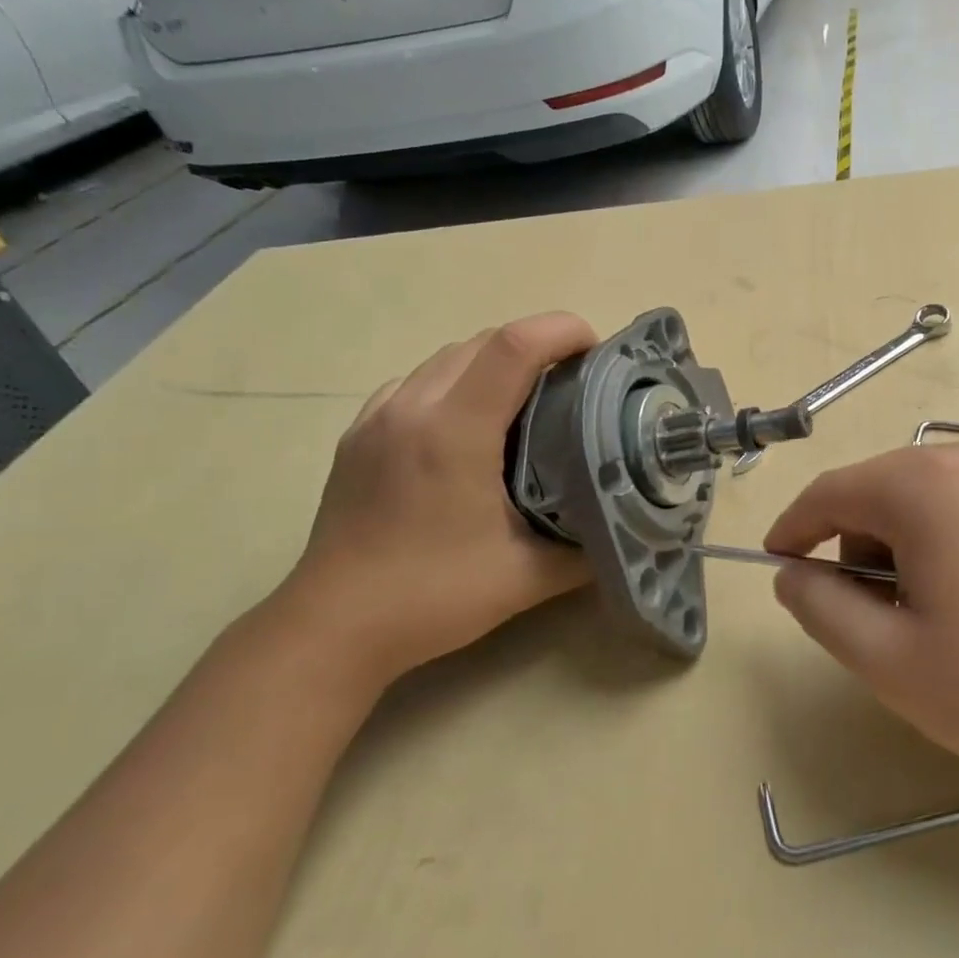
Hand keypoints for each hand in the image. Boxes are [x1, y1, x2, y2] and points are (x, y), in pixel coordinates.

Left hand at [276, 312, 598, 691]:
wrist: (333, 626)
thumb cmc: (433, 597)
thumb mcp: (527, 577)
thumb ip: (586, 547)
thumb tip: (624, 525)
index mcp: (455, 430)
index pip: (514, 345)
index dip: (562, 331)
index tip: (597, 352)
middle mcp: (413, 407)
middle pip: (483, 340)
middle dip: (537, 344)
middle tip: (573, 382)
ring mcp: (378, 417)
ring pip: (447, 356)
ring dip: (494, 361)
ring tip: (527, 400)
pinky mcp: (358, 434)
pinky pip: (416, 382)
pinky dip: (455, 382)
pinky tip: (467, 424)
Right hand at [764, 442, 958, 794]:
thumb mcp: (889, 659)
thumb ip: (820, 607)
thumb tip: (793, 574)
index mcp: (923, 485)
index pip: (828, 493)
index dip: (792, 530)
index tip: (776, 568)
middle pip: (872, 493)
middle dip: (850, 549)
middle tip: (866, 622)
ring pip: (913, 500)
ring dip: (893, 549)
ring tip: (921, 620)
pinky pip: (955, 506)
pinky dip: (933, 544)